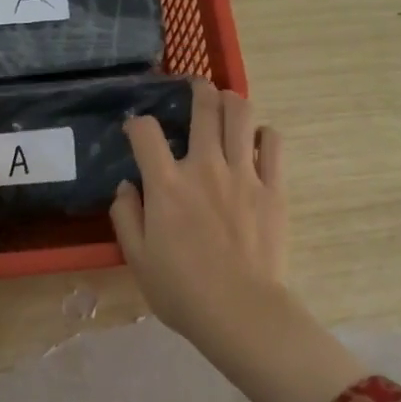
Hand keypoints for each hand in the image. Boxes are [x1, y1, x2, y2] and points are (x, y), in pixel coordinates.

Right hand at [109, 79, 287, 349]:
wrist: (241, 312)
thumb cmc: (182, 291)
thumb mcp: (137, 258)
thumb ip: (126, 215)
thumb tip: (128, 186)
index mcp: (166, 185)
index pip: (145, 131)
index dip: (136, 123)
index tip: (135, 130)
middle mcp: (205, 167)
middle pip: (203, 106)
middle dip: (196, 89)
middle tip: (194, 89)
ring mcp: (243, 174)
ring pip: (241, 114)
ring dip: (231, 100)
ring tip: (226, 103)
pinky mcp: (273, 187)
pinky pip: (273, 144)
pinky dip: (263, 135)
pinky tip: (256, 142)